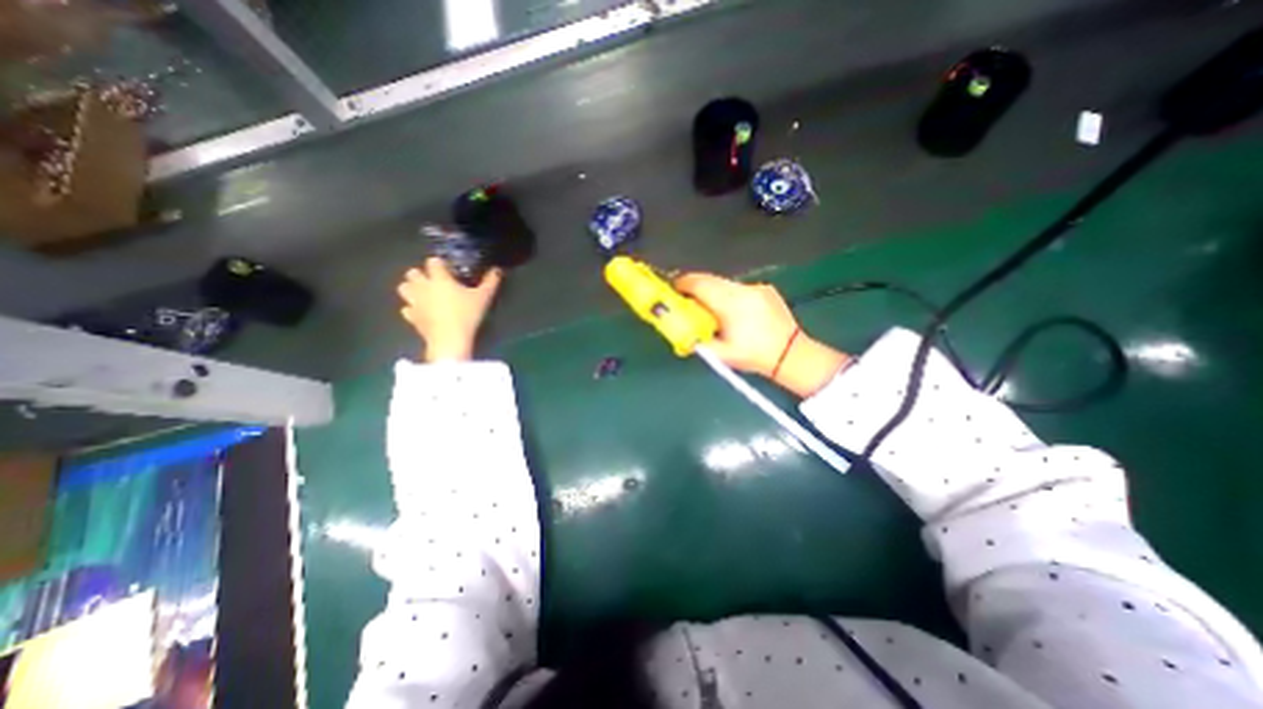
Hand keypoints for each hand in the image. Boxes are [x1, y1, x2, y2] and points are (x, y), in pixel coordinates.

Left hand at [403, 257, 506, 363]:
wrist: (450, 339)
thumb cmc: (467, 314)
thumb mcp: (484, 297)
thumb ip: (490, 282)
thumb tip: (498, 269)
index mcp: (440, 279)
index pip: (433, 262)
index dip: (440, 263)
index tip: (448, 268)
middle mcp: (423, 286)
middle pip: (412, 272)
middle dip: (420, 274)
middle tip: (433, 281)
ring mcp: (415, 302)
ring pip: (403, 288)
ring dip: (411, 288)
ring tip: (423, 293)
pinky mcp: (412, 317)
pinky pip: (406, 309)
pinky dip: (412, 308)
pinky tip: (421, 312)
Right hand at [671, 272, 846, 395]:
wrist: (792, 354)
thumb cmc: (754, 356)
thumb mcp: (721, 353)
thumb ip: (698, 341)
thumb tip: (681, 333)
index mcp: (730, 304)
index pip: (700, 284)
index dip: (683, 284)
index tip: (673, 289)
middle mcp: (743, 289)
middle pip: (710, 279)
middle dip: (695, 286)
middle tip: (686, 298)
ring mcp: (756, 287)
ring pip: (724, 283)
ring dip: (713, 291)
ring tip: (710, 308)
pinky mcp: (766, 289)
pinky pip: (739, 288)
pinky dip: (729, 295)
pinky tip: (734, 311)